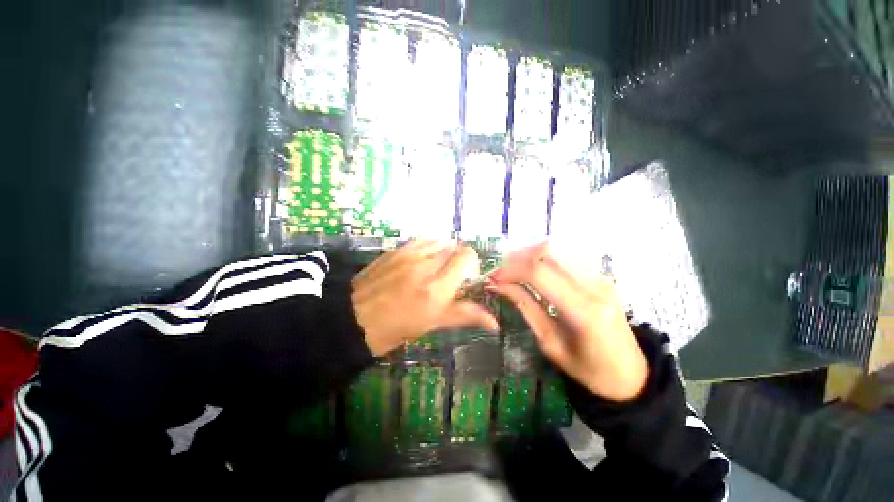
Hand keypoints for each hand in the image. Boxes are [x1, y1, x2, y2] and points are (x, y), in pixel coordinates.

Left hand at [352, 240, 499, 356]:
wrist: (351, 319)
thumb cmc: (394, 328)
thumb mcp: (431, 325)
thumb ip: (464, 315)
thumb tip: (495, 322)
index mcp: (436, 289)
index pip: (466, 256)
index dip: (471, 263)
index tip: (466, 277)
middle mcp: (425, 265)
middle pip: (454, 247)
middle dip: (457, 260)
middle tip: (448, 278)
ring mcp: (408, 254)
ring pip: (439, 241)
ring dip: (443, 252)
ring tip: (433, 269)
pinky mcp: (395, 250)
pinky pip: (421, 240)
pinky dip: (428, 248)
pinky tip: (420, 261)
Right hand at [487, 243, 647, 401]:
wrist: (631, 375)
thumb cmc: (588, 370)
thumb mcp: (550, 344)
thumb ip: (526, 308)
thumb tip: (499, 286)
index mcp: (582, 311)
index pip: (538, 273)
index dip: (510, 270)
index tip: (494, 278)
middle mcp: (594, 286)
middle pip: (549, 251)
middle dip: (519, 256)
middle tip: (502, 270)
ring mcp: (601, 277)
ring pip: (559, 247)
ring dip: (531, 254)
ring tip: (515, 268)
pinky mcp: (602, 276)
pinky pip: (568, 255)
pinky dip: (545, 257)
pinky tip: (534, 269)